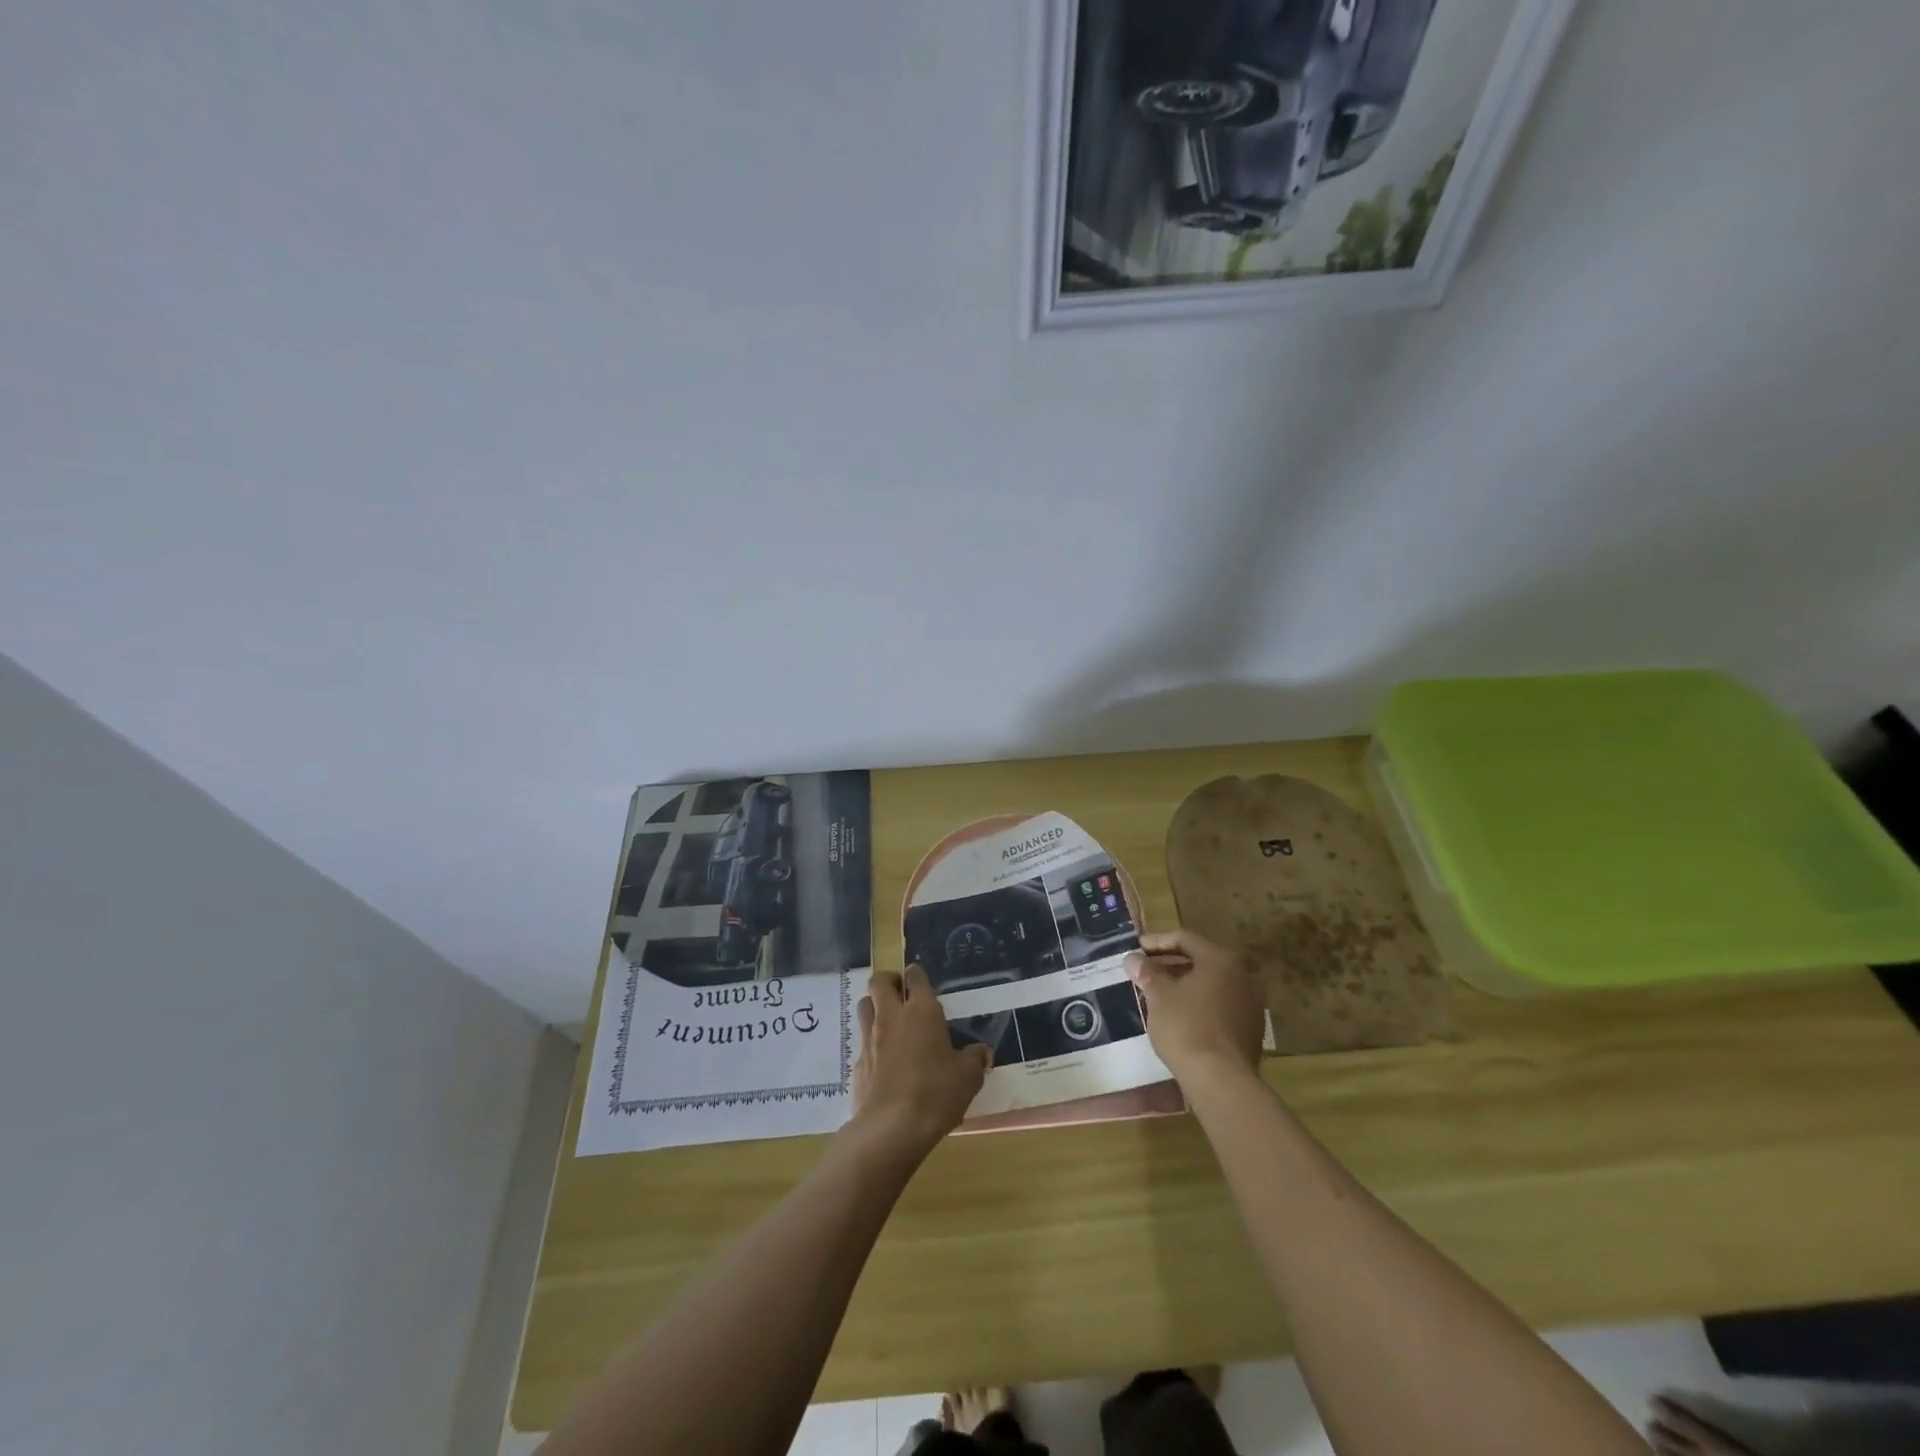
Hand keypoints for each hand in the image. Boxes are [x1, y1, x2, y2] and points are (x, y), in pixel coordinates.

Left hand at [849, 966, 990, 1161]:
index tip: (921, 981)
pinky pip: (862, 1040)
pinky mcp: (857, 1063)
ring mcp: (870, 1038)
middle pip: (880, 982)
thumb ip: (975, 1059)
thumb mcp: (968, 1077)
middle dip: (889, 981)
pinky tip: (883, 1059)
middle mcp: (892, 1016)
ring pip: (864, 1005)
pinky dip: (871, 1041)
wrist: (892, 1128)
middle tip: (901, 992)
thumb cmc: (936, 1093)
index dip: (917, 975)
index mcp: (922, 1011)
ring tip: (889, 1020)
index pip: (915, 977)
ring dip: (875, 1005)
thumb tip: (982, 1052)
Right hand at [1127, 928, 1265, 1086]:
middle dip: (1170, 964)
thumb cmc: (1186, 1027)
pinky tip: (1178, 1016)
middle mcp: (1242, 975)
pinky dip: (1198, 1004)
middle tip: (1144, 971)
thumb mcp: (1158, 995)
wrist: (1220, 1080)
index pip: (1184, 939)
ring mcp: (1250, 1003)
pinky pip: (1220, 1006)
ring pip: (1211, 984)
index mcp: (1221, 959)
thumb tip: (1133, 958)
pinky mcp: (1251, 1029)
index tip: (1136, 949)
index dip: (1156, 941)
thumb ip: (1146, 972)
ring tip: (1157, 994)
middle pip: (1200, 960)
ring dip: (1184, 985)